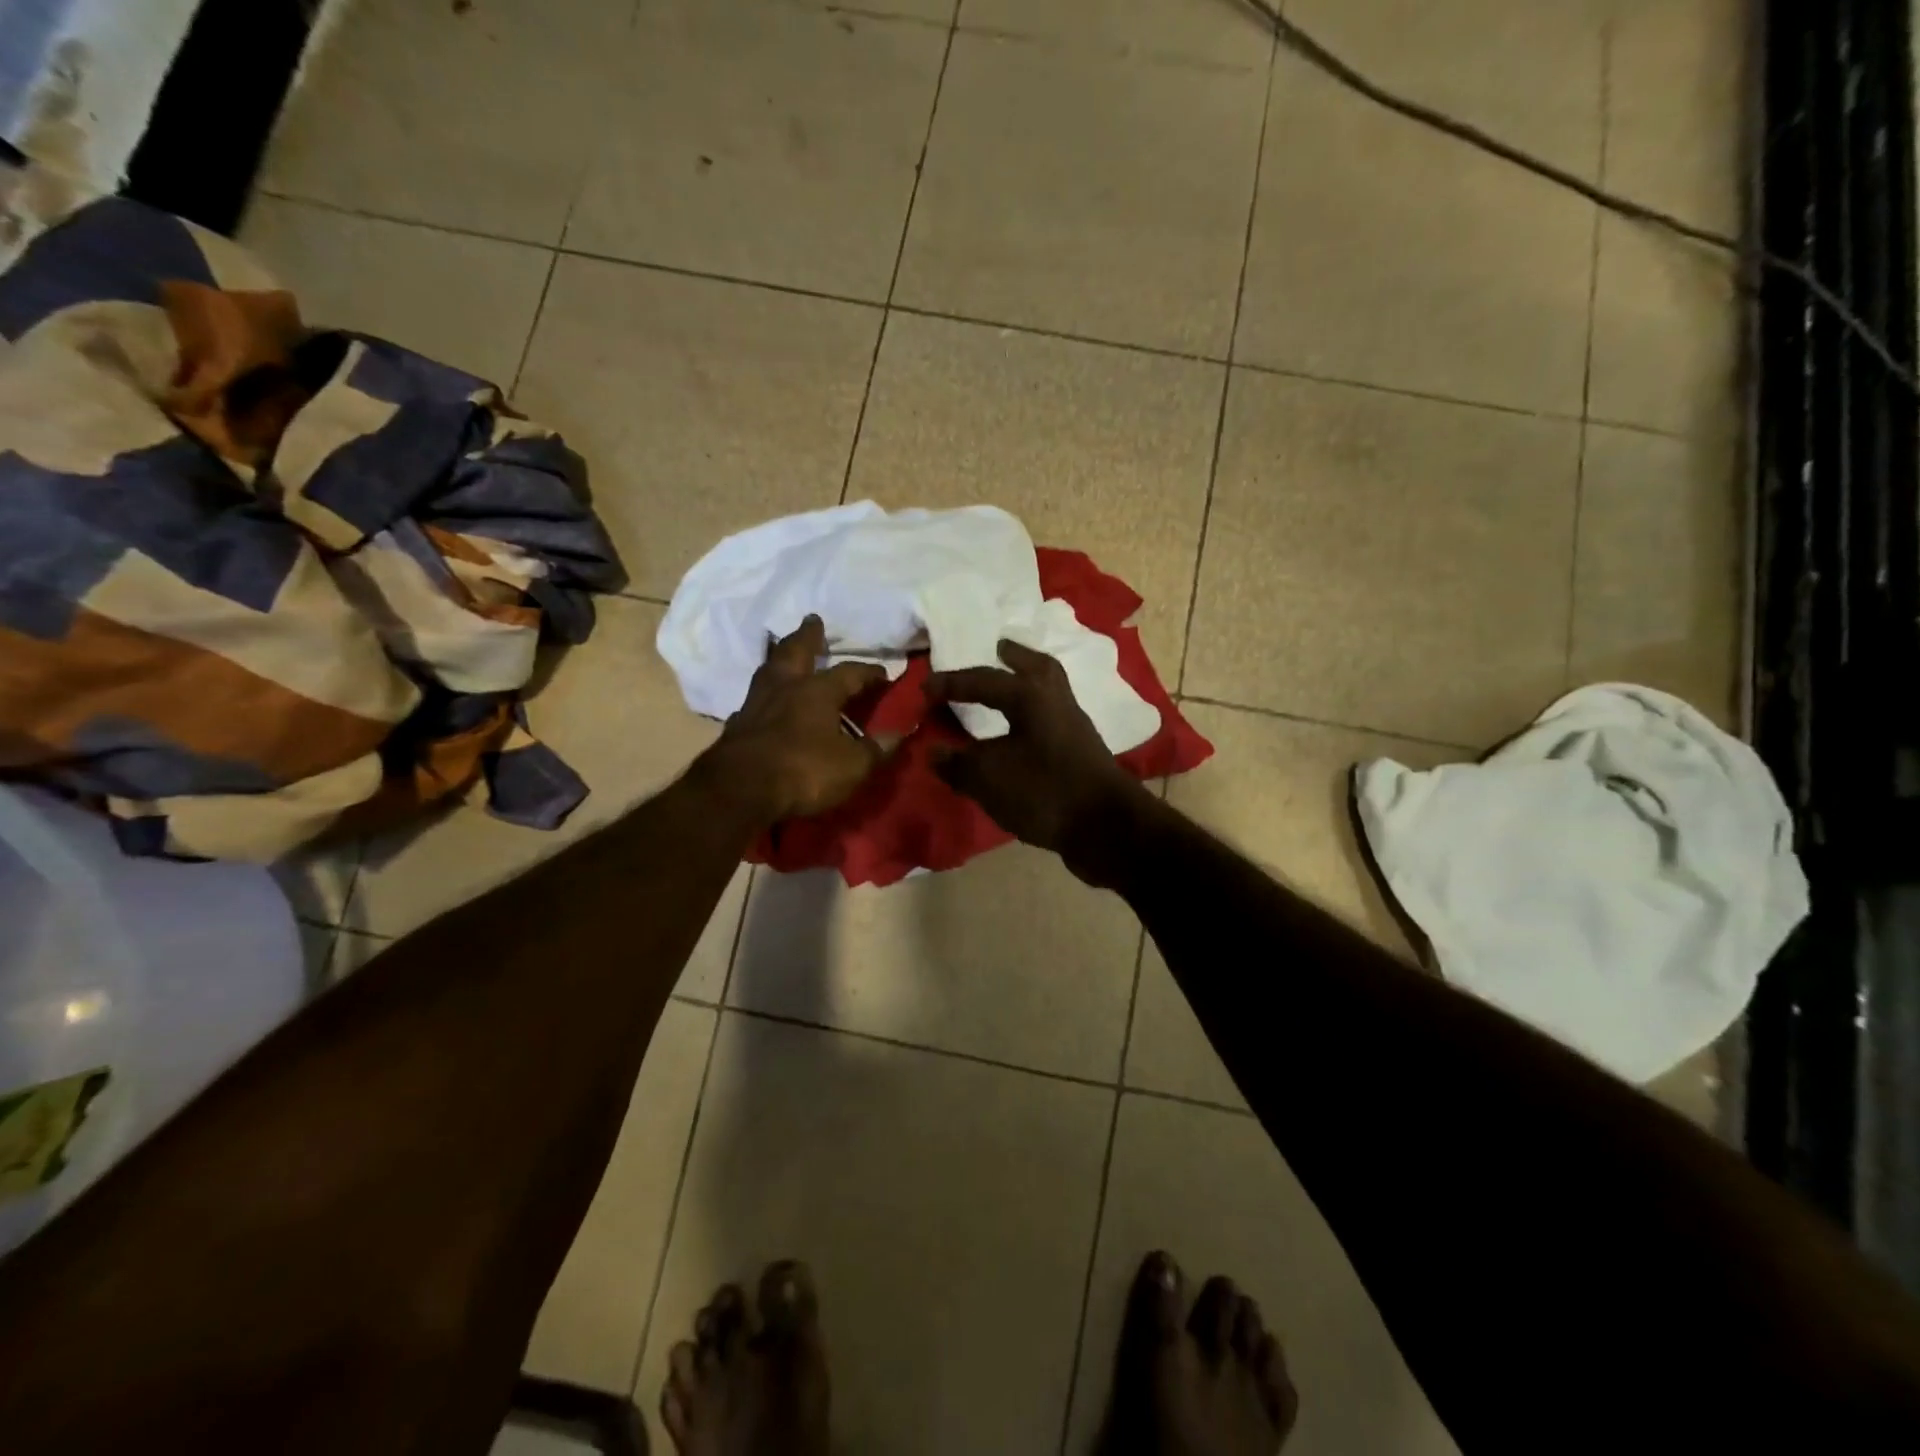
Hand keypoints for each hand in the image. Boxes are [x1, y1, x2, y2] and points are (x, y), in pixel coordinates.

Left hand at [699, 616, 894, 823]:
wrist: (740, 791)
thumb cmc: (804, 772)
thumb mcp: (852, 766)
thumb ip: (876, 748)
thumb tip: (901, 732)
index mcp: (818, 692)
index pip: (850, 673)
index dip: (869, 672)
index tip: (884, 672)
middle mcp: (785, 688)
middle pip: (796, 651)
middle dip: (808, 636)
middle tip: (812, 619)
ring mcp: (756, 704)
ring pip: (769, 670)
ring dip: (780, 658)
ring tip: (785, 652)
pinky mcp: (737, 726)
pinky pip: (754, 700)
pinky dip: (764, 695)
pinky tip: (765, 701)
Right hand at [925, 640, 1156, 885]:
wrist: (1106, 827)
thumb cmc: (1044, 791)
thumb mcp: (988, 778)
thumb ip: (958, 764)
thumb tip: (934, 753)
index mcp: (1031, 696)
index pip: (984, 680)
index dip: (951, 683)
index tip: (924, 689)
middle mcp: (1056, 701)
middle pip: (1036, 667)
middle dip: (1014, 657)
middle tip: (998, 648)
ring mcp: (1074, 726)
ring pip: (1049, 692)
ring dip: (1026, 685)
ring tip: (1005, 687)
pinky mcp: (1082, 751)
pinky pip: (1052, 719)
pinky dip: (1032, 716)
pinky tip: (1018, 733)